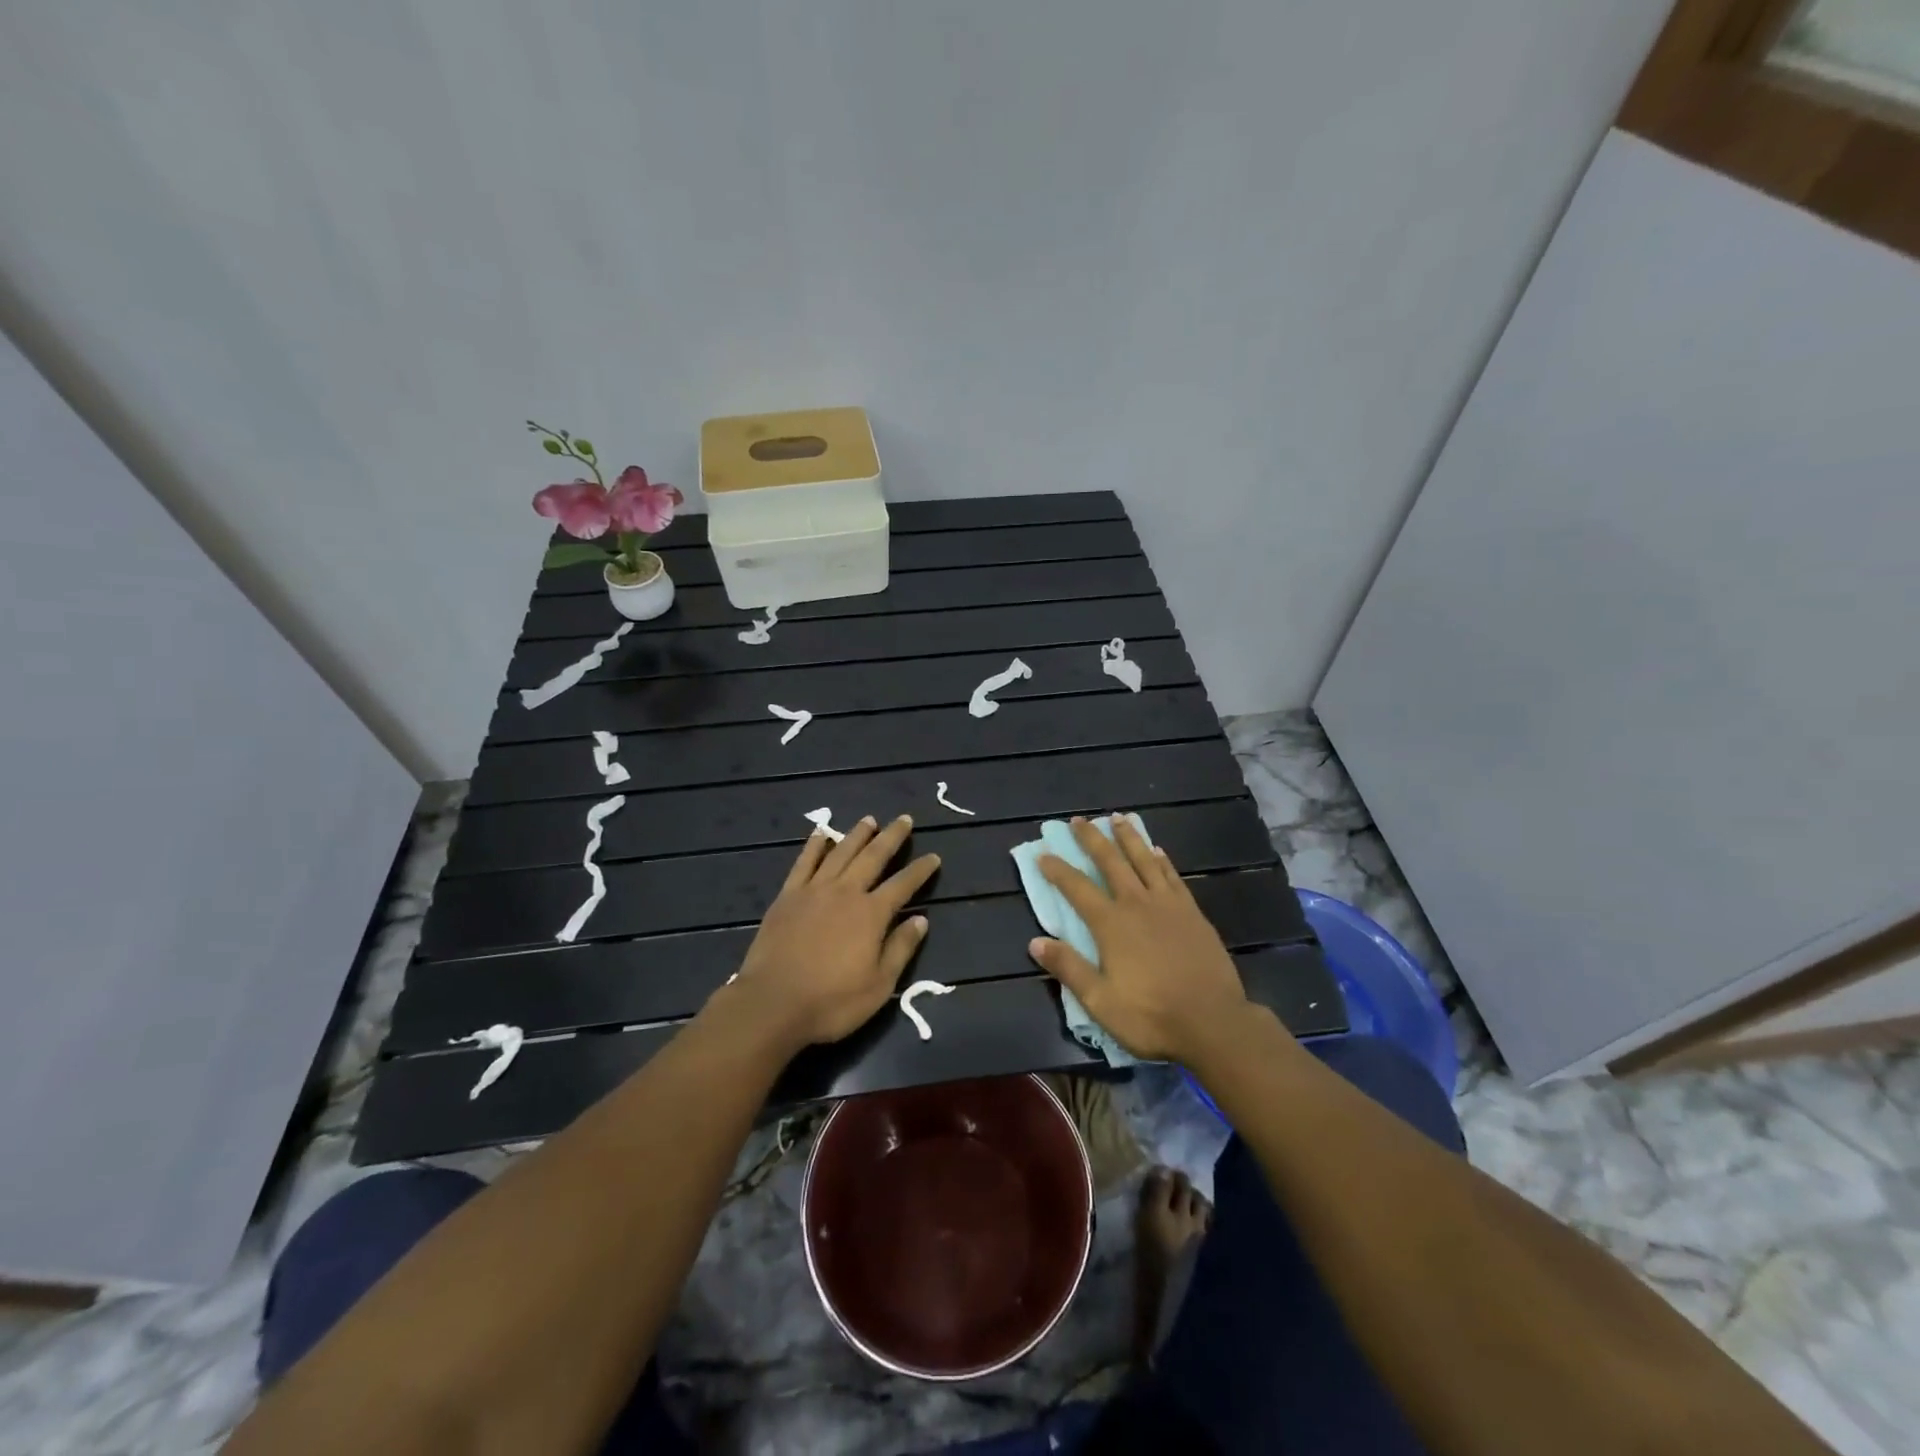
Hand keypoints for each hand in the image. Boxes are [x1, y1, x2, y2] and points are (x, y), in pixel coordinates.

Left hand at [727, 815, 939, 1047]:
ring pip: (840, 852)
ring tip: (869, 819)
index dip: (920, 870)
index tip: (934, 857)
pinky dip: (814, 845)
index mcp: (871, 914)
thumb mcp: (879, 985)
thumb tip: (921, 919)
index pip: (903, 885)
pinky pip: (804, 862)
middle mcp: (845, 892)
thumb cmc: (831, 1001)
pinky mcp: (788, 896)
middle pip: (873, 857)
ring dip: (857, 834)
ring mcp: (814, 890)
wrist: (772, 1003)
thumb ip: (901, 948)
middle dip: (891, 837)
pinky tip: (820, 833)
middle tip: (904, 819)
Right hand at [1028, 817, 1254, 1064]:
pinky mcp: (1192, 912)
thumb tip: (1035, 942)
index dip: (1057, 870)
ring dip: (1129, 838)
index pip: (1077, 888)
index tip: (1043, 853)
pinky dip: (1162, 860)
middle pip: (1110, 862)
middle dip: (1092, 839)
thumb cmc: (1151, 1016)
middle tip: (1079, 819)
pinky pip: (1173, 876)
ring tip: (1117, 818)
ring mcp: (1168, 905)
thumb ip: (1068, 968)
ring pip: (1144, 860)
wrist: (1214, 1022)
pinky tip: (1157, 850)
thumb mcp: (1100, 1001)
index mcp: (1111, 925)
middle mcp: (1137, 904)